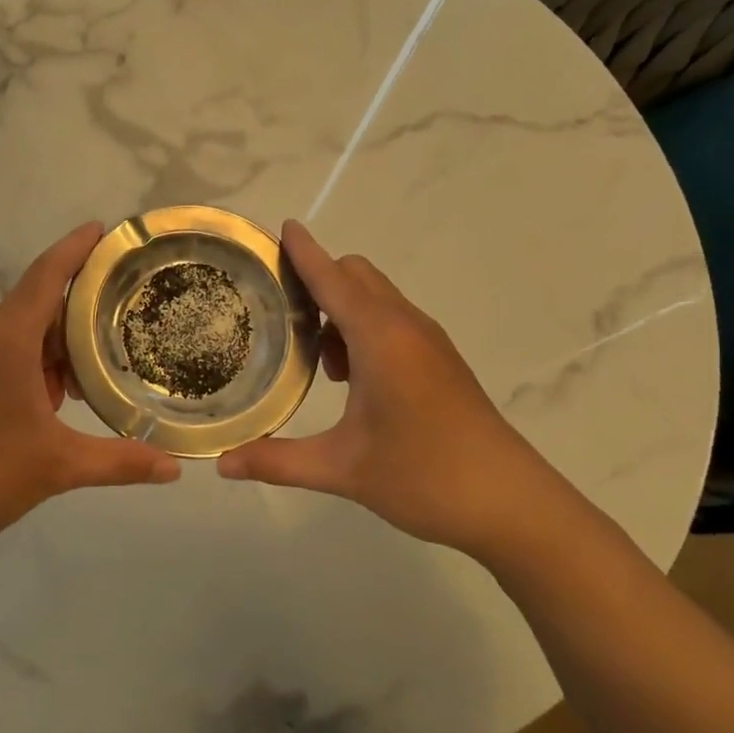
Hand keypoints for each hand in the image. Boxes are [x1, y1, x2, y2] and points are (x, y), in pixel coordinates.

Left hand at [0, 222, 180, 560]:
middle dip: (76, 325)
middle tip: (116, 345)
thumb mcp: (57, 465)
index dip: (77, 248)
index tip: (102, 227)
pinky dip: (25, 366)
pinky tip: (40, 407)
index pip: (49, 274)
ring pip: (17, 334)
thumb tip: (174, 469)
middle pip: (38, 307)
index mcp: (6, 335)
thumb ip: (119, 461)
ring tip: (81, 390)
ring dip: (50, 353)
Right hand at [217, 220, 576, 559]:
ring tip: (315, 358)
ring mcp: (429, 341)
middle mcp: (405, 326)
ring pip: (376, 298)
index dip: (304, 252)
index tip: (281, 227)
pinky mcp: (441, 360)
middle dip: (318, 280)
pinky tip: (352, 379)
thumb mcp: (342, 469)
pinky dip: (364, 328)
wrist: (512, 505)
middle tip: (280, 313)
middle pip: (356, 275)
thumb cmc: (425, 476)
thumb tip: (220, 463)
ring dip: (341, 308)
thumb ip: (276, 461)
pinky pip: (393, 320)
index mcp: (380, 338)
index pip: (332, 279)